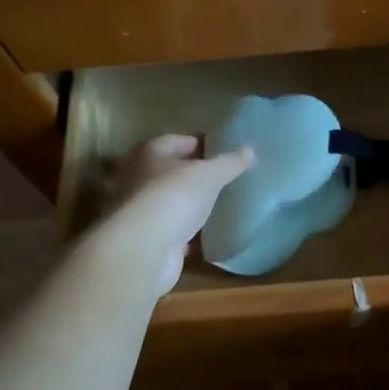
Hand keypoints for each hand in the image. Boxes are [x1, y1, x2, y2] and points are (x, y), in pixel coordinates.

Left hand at [98, 134, 252, 293]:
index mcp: (149, 153)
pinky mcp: (149, 239)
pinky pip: (174, 231)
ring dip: (191, 204)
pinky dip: (188, 233)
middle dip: (196, 175)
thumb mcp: (210, 174)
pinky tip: (209, 235)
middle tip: (226, 179)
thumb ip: (230, 162)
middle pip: (172, 171)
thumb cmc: (174, 196)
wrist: (144, 249)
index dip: (201, 144)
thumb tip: (249, 150)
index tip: (225, 153)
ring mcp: (142, 211)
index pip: (177, 140)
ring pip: (172, 202)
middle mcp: (139, 178)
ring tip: (221, 205)